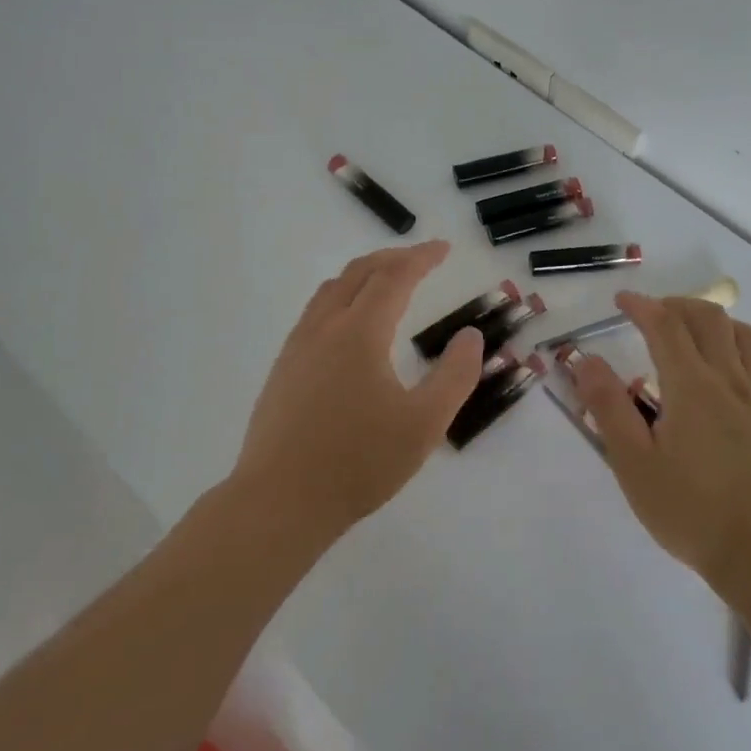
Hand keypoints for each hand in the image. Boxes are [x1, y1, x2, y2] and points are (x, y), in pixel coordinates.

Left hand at [232, 241, 485, 539]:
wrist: (280, 501)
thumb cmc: (359, 462)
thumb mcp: (424, 423)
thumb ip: (455, 375)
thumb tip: (470, 336)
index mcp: (360, 332)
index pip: (394, 277)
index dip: (421, 258)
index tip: (444, 248)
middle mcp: (324, 328)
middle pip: (358, 273)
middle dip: (392, 258)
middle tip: (420, 259)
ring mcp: (297, 347)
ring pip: (330, 290)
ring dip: (362, 275)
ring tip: (385, 283)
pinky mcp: (283, 370)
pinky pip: (315, 313)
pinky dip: (341, 298)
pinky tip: (349, 327)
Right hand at [571, 293, 750, 598]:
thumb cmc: (690, 511)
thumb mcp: (633, 463)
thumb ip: (608, 407)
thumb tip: (585, 359)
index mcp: (691, 386)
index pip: (665, 325)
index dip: (641, 306)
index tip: (620, 300)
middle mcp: (729, 380)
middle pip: (708, 318)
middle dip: (676, 305)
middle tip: (651, 314)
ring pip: (742, 334)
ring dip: (712, 319)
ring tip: (689, 330)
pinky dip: (741, 346)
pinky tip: (729, 364)